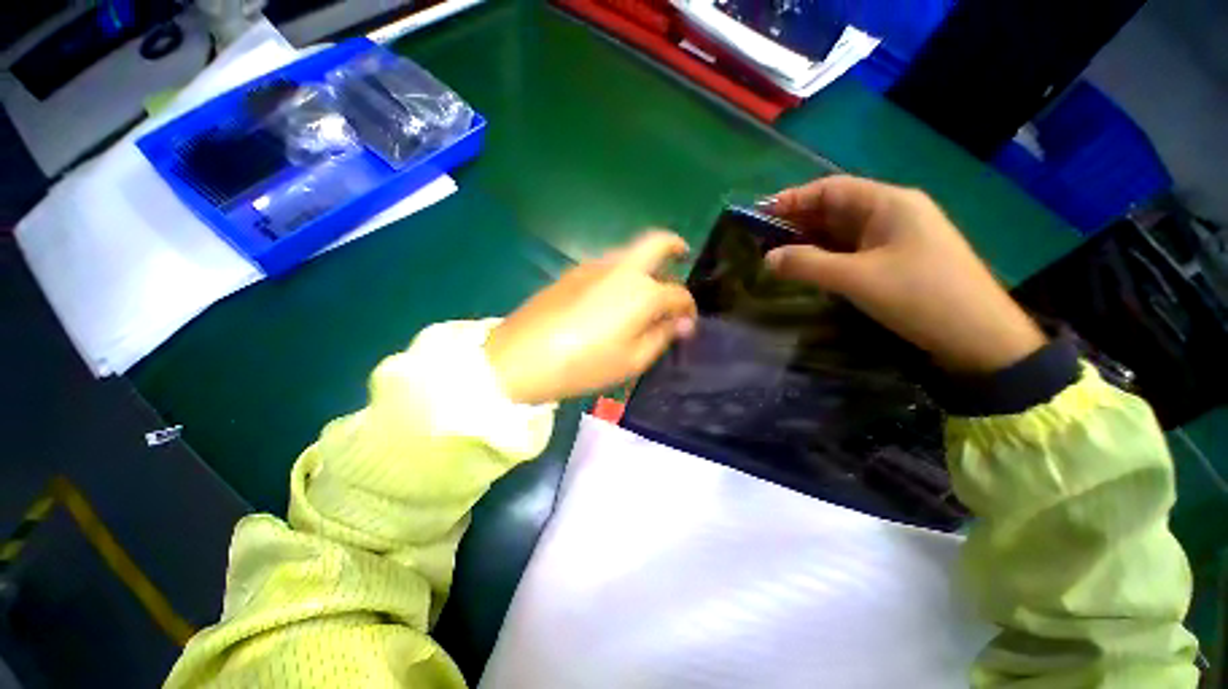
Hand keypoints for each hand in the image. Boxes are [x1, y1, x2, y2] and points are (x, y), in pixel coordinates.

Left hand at [485, 232, 697, 403]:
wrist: (522, 356)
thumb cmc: (585, 364)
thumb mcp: (632, 360)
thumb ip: (662, 336)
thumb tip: (682, 322)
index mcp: (642, 292)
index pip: (678, 294)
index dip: (688, 309)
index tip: (687, 324)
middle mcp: (622, 269)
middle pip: (656, 243)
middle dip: (675, 246)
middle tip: (682, 256)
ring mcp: (594, 266)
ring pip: (630, 253)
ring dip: (646, 263)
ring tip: (645, 289)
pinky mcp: (572, 272)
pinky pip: (608, 265)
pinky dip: (622, 273)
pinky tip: (614, 297)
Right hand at [763, 175, 1045, 372]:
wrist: (978, 337)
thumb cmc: (920, 296)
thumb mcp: (857, 279)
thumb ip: (808, 265)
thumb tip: (767, 258)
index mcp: (889, 203)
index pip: (832, 189)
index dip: (794, 198)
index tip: (761, 213)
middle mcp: (893, 213)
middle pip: (836, 209)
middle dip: (799, 221)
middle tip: (763, 238)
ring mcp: (896, 238)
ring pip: (843, 231)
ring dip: (811, 240)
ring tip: (777, 253)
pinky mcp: (896, 260)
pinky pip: (852, 250)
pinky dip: (827, 256)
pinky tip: (808, 267)